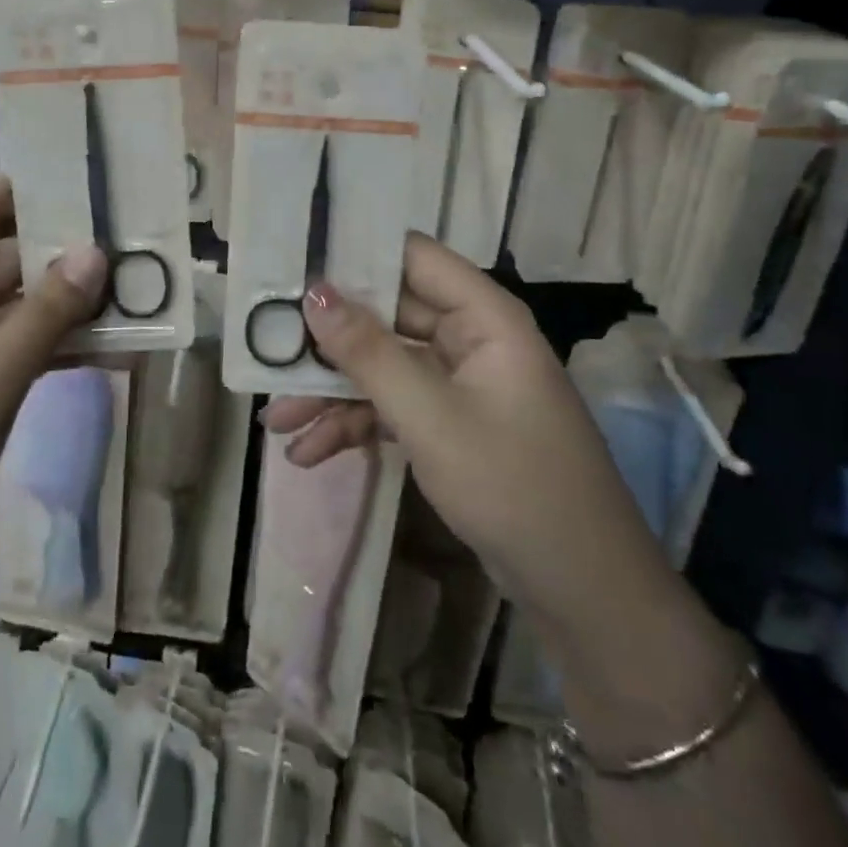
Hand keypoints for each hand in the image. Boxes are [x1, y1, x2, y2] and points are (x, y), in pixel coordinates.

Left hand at [0, 174, 104, 701]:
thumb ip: (47, 315)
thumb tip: (97, 251)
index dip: (26, 186)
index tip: (90, 186)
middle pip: (5, 255)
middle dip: (66, 254)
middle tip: (135, 250)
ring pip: (17, 304)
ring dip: (69, 304)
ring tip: (136, 298)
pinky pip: (14, 346)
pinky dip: (55, 345)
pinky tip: (110, 350)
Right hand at [261, 233, 680, 653]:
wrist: (582, 591)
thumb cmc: (513, 485)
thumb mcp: (430, 417)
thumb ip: (368, 352)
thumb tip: (313, 291)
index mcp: (483, 316)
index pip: (412, 257)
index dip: (354, 255)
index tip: (292, 265)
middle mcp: (470, 337)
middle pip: (387, 316)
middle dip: (327, 340)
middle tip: (265, 347)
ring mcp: (459, 383)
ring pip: (383, 366)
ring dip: (332, 392)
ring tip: (276, 422)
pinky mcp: (450, 422)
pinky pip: (393, 406)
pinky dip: (355, 425)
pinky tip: (310, 453)